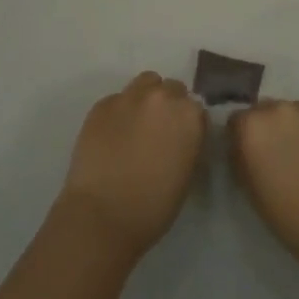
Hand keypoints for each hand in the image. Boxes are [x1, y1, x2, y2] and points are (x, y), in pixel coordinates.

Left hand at [56, 72, 205, 263]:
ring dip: (146, 98)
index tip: (181, 138)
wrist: (103, 214)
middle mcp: (161, 97)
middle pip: (172, 89)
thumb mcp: (187, 173)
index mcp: (189, 115)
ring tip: (136, 124)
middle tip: (159, 131)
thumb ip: (188, 141)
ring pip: (145, 83)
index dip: (189, 123)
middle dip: (169, 105)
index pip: (196, 107)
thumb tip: (180, 134)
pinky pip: (117, 99)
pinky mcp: (101, 104)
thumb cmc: (154, 206)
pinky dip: (119, 111)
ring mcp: (129, 97)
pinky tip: (112, 134)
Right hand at [227, 97, 298, 277]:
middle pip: (267, 110)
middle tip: (283, 155)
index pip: (238, 120)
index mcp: (251, 126)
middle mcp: (279, 107)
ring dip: (298, 125)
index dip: (244, 138)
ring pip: (297, 110)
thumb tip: (243, 145)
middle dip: (271, 128)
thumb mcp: (250, 189)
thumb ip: (241, 156)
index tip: (254, 155)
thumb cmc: (291, 217)